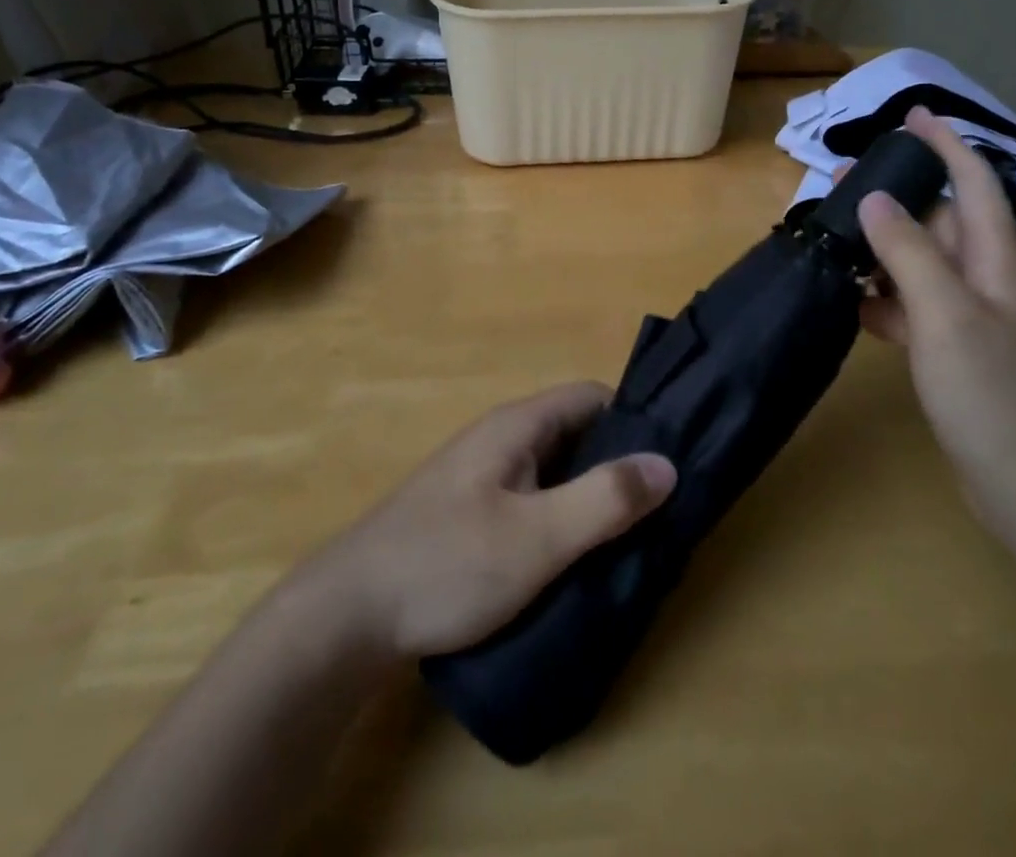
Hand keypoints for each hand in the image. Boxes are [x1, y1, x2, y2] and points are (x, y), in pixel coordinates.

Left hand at [304, 383, 675, 659]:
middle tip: (660, 509)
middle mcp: (500, 440)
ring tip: (630, 539)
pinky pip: (531, 501)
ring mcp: (482, 478)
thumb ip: (603, 500)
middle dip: (617, 465)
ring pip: (554, 472)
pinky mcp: (470, 515)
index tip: (670, 459)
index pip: (591, 397)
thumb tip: (667, 464)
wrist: (346, 617)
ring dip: (589, 497)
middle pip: (575, 435)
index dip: (634, 419)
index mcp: (516, 426)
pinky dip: (560, 519)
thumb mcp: (536, 537)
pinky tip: (576, 559)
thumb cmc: (446, 564)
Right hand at [853, 108, 1015, 537]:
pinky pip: (913, 306)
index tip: (912, 115)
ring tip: (836, 234)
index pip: (975, 184)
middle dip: (898, 193)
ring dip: (883, 245)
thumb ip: (909, 252)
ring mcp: (970, 318)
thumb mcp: (945, 314)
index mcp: (995, 261)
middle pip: (941, 219)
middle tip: (844, 179)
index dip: (947, 144)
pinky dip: (883, 297)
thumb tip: (876, 198)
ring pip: (921, 262)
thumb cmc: (992, 393)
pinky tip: (852, 302)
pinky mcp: (953, 351)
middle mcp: (986, 280)